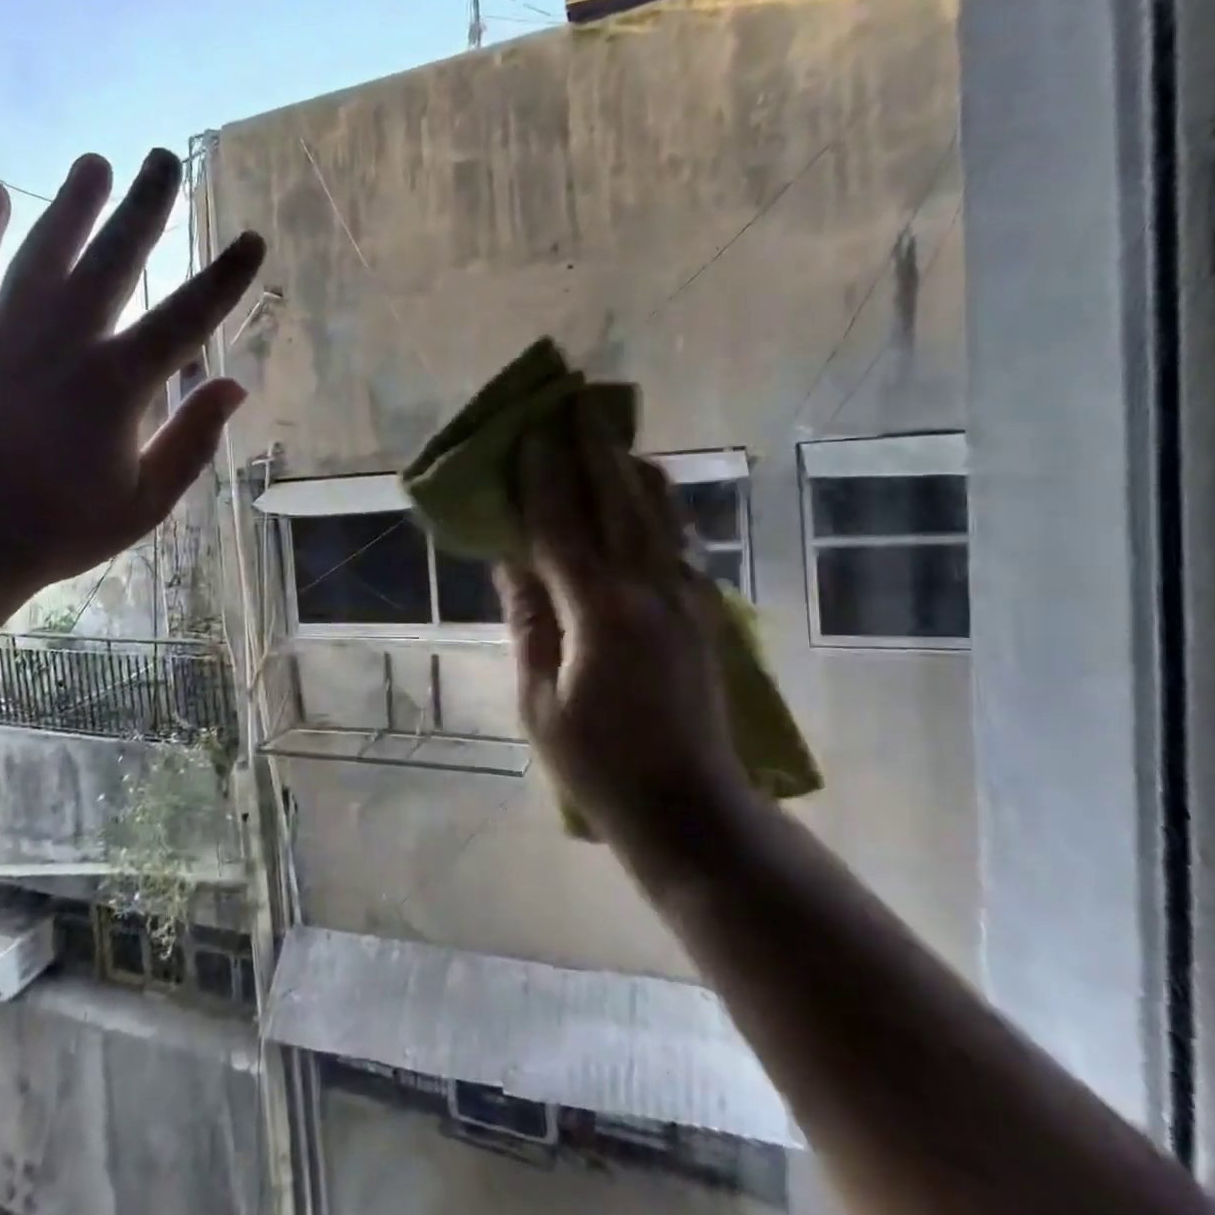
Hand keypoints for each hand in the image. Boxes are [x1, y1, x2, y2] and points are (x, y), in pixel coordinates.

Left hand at [0, 148, 262, 590]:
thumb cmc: (58, 531)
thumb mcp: (143, 503)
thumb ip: (191, 441)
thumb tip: (234, 385)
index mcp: (118, 385)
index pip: (188, 317)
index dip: (226, 278)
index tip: (251, 240)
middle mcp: (65, 342)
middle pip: (115, 258)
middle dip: (146, 207)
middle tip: (165, 159)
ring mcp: (3, 334)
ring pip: (46, 250)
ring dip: (74, 204)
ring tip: (95, 162)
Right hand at [495, 416, 752, 857]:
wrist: (691, 810)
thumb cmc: (598, 764)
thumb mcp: (540, 697)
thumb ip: (528, 619)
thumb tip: (510, 559)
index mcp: (600, 612)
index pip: (562, 525)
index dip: (543, 476)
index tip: (531, 431)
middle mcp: (650, 590)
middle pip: (619, 500)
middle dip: (594, 448)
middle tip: (575, 403)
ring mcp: (687, 597)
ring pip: (660, 512)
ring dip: (630, 469)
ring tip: (609, 438)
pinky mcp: (704, 611)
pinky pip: (677, 540)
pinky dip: (655, 506)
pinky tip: (643, 496)